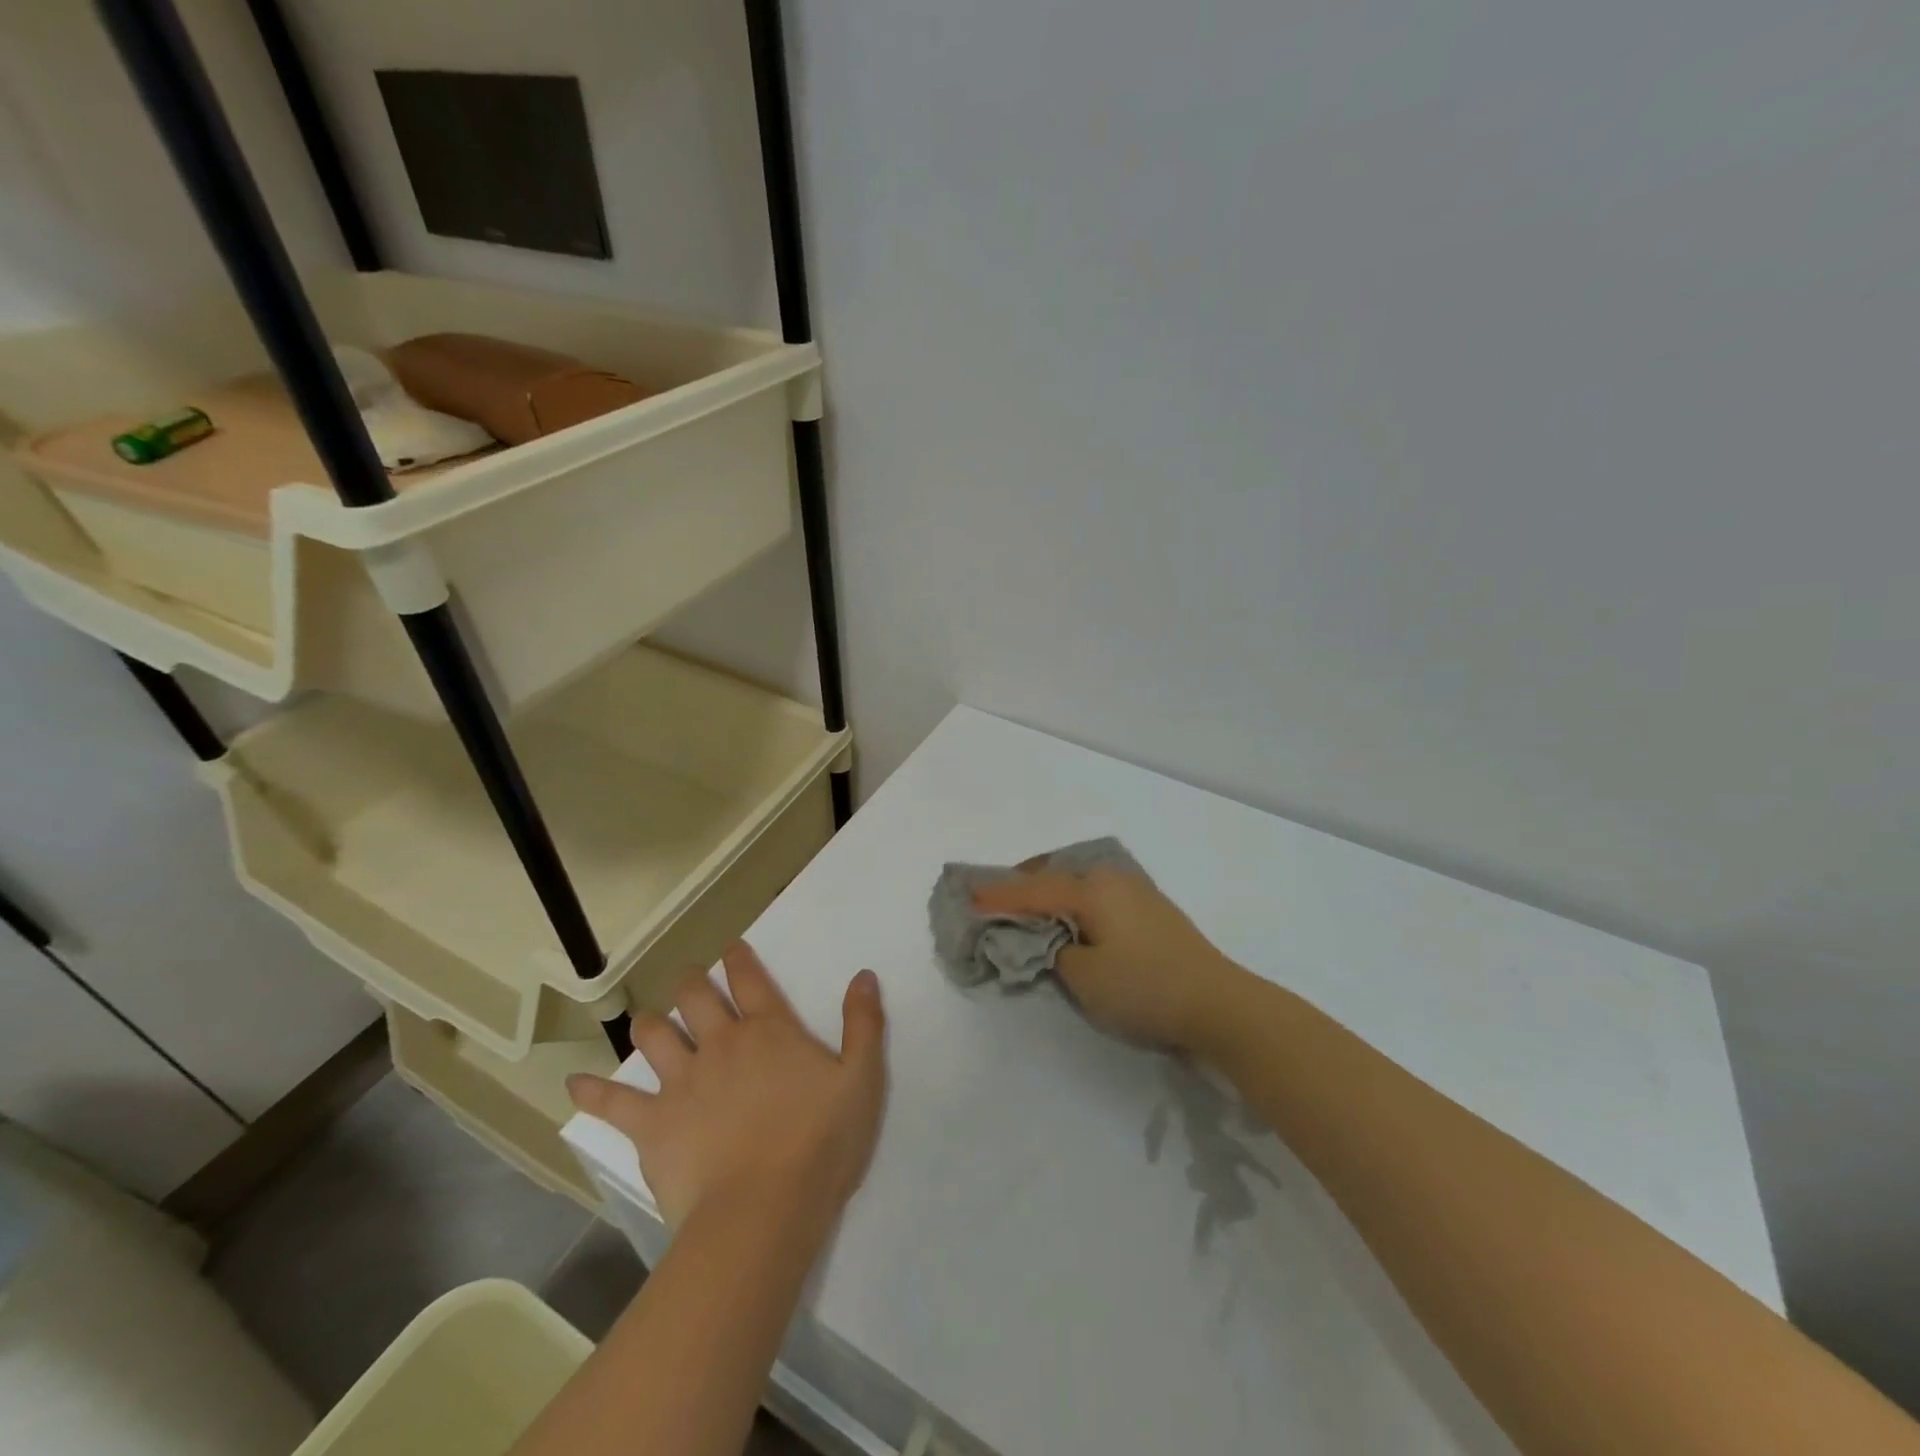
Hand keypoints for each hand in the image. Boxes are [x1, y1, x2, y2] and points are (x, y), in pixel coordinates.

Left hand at [567, 942, 886, 1231]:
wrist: (764, 1211)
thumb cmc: (820, 1143)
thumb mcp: (862, 1079)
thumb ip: (864, 1024)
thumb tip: (863, 975)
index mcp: (769, 1030)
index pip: (750, 979)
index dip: (739, 958)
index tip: (731, 948)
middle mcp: (722, 1043)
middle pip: (695, 997)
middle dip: (690, 982)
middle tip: (689, 981)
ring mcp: (682, 1081)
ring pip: (654, 1035)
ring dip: (650, 1024)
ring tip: (649, 1023)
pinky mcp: (652, 1124)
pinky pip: (614, 1102)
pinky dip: (592, 1092)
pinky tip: (573, 1086)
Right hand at [971, 868, 1245, 1053]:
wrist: (1221, 1005)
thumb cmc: (1146, 988)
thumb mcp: (1085, 977)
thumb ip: (1053, 951)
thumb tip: (1049, 939)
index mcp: (1093, 888)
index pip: (1033, 889)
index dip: (998, 896)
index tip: (967, 898)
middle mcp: (1113, 879)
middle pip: (1055, 875)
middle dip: (1023, 886)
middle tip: (995, 901)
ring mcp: (1136, 892)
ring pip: (1079, 884)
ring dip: (1050, 895)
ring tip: (1027, 910)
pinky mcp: (1151, 910)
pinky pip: (1098, 898)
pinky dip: (1074, 905)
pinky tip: (1069, 920)